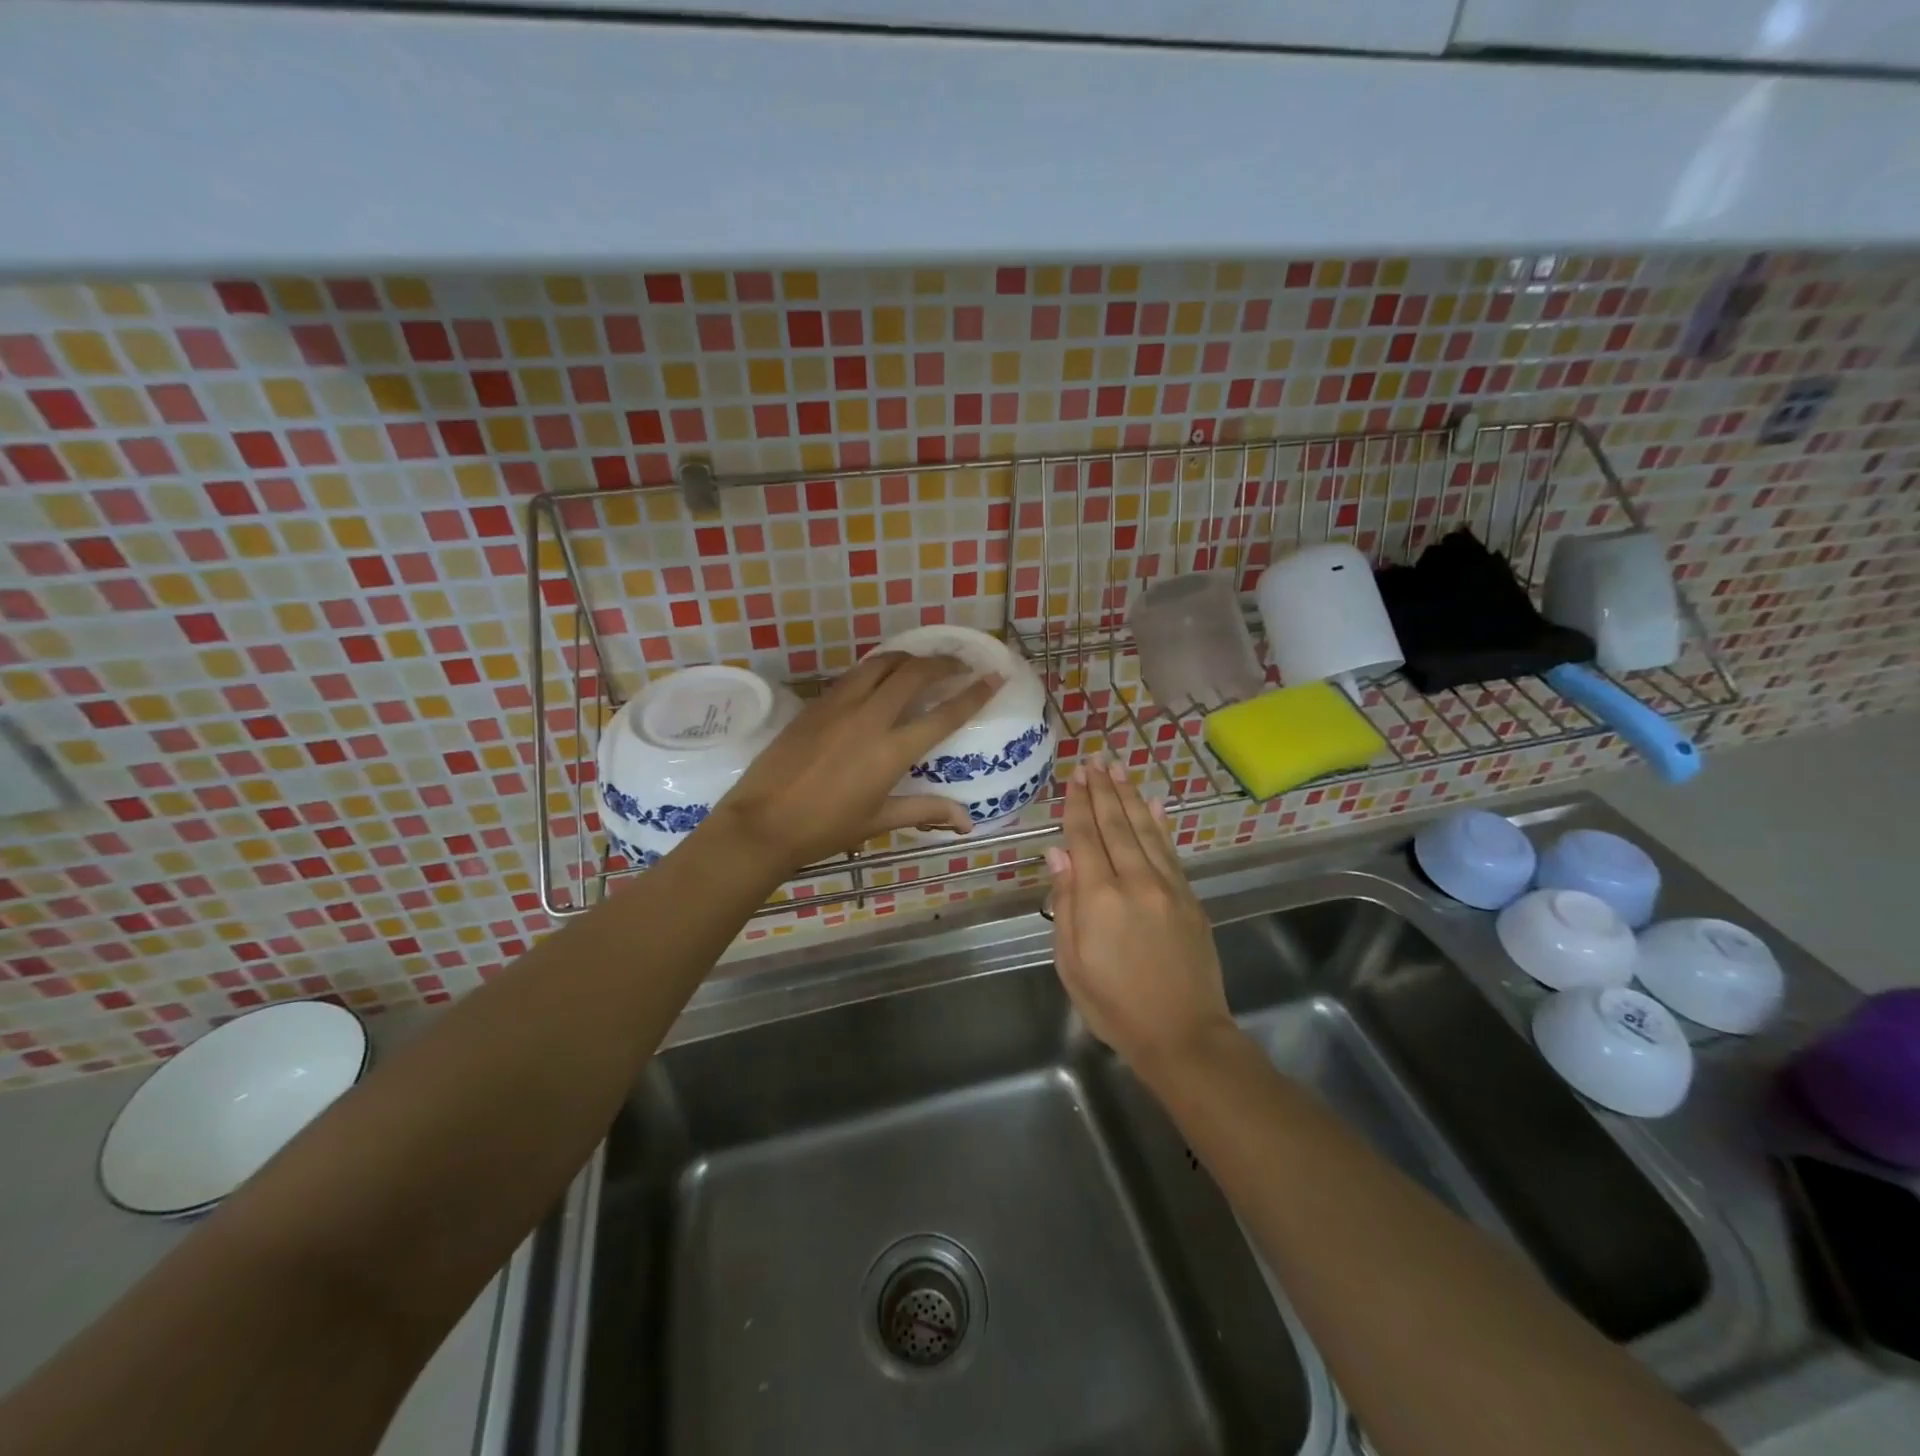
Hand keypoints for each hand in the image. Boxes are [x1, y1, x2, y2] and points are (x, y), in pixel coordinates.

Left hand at [712, 652, 1000, 869]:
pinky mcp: (816, 704)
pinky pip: (854, 675)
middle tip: (958, 666)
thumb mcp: (878, 821)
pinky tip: (879, 678)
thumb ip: (925, 811)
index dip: (974, 693)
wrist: (762, 822)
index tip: (994, 676)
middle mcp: (870, 718)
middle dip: (943, 663)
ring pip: (881, 664)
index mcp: (891, 751)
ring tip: (921, 665)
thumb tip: (966, 822)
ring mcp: (839, 706)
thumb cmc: (824, 828)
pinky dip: (876, 669)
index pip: (944, 714)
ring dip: (908, 659)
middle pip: (915, 674)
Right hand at [1046, 759, 1234, 1077]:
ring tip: (1118, 769)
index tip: (1074, 777)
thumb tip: (1058, 853)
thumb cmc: (1114, 1005)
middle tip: (1094, 760)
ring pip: (1144, 830)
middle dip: (1102, 790)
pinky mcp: (1189, 898)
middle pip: (1115, 825)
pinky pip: (1170, 851)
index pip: (1084, 838)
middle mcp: (1134, 881)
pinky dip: (1160, 824)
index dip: (1077, 804)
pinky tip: (1154, 804)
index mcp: (1099, 897)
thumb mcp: (1071, 962)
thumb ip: (1065, 903)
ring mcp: (1167, 887)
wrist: (1183, 1034)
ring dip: (1129, 797)